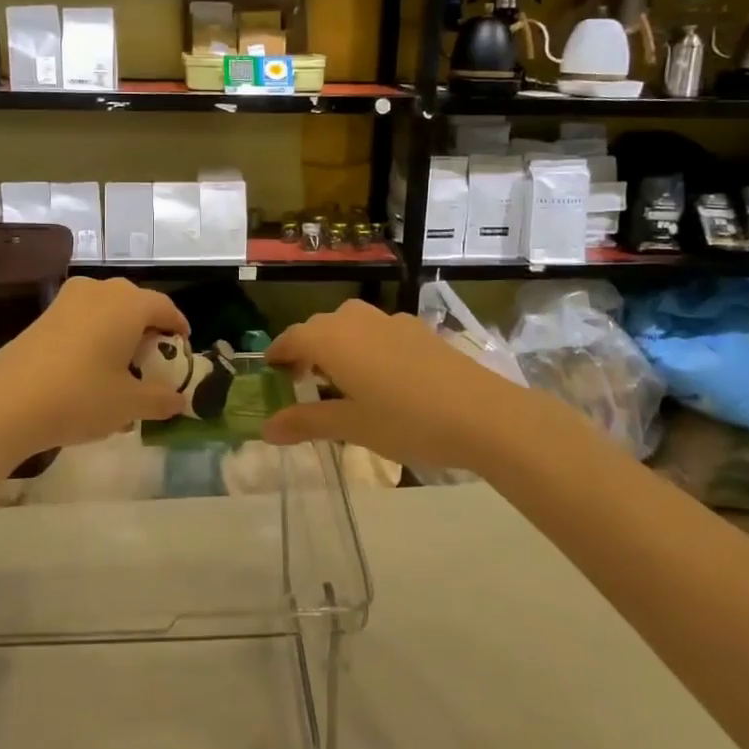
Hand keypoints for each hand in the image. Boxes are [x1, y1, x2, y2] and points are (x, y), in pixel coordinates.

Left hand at [0, 277, 192, 465]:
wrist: (4, 405)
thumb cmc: (79, 397)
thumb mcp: (128, 404)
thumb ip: (160, 399)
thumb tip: (179, 401)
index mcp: (128, 303)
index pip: (165, 307)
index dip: (179, 328)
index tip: (184, 349)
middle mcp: (100, 291)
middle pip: (136, 304)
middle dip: (149, 330)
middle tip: (154, 361)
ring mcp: (67, 300)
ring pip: (107, 311)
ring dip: (120, 333)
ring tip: (122, 369)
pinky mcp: (43, 316)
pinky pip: (83, 320)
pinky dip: (95, 338)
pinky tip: (90, 372)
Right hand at [262, 300, 529, 471]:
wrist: (482, 414)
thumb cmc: (406, 421)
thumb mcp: (351, 427)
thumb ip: (306, 422)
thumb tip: (266, 428)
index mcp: (332, 339)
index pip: (291, 338)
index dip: (277, 355)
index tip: (270, 374)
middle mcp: (356, 319)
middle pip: (319, 328)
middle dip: (306, 351)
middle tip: (302, 381)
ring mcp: (391, 321)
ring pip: (350, 326)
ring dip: (336, 346)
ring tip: (340, 380)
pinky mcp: (419, 330)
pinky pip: (378, 331)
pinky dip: (366, 346)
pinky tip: (382, 377)